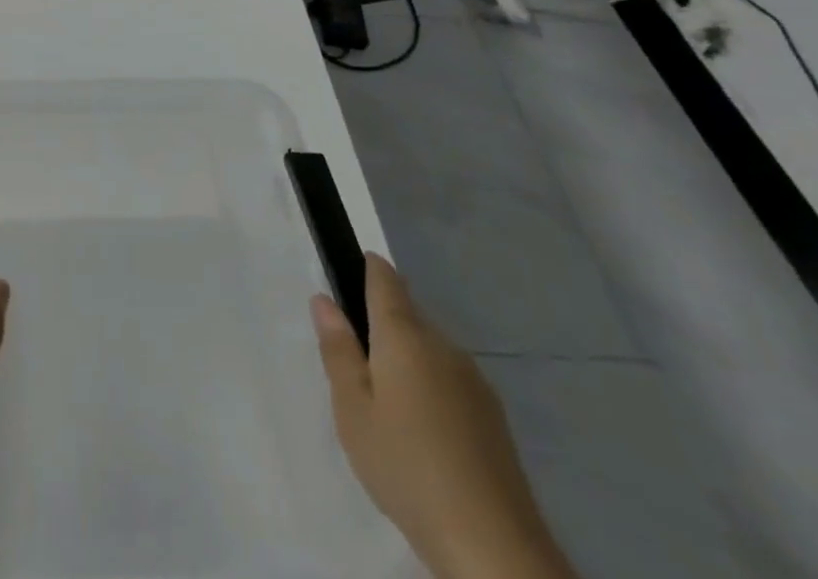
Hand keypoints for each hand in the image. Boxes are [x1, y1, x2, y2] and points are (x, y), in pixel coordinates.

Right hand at [313, 255, 573, 578]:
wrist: (493, 548)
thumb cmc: (406, 466)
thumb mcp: (352, 409)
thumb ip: (338, 350)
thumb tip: (324, 300)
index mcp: (404, 335)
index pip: (385, 279)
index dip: (368, 268)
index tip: (349, 270)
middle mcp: (443, 345)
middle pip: (407, 316)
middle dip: (381, 326)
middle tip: (354, 364)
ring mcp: (474, 382)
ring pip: (430, 350)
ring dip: (406, 361)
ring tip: (384, 406)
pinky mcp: (493, 419)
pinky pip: (450, 381)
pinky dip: (430, 389)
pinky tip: (421, 433)